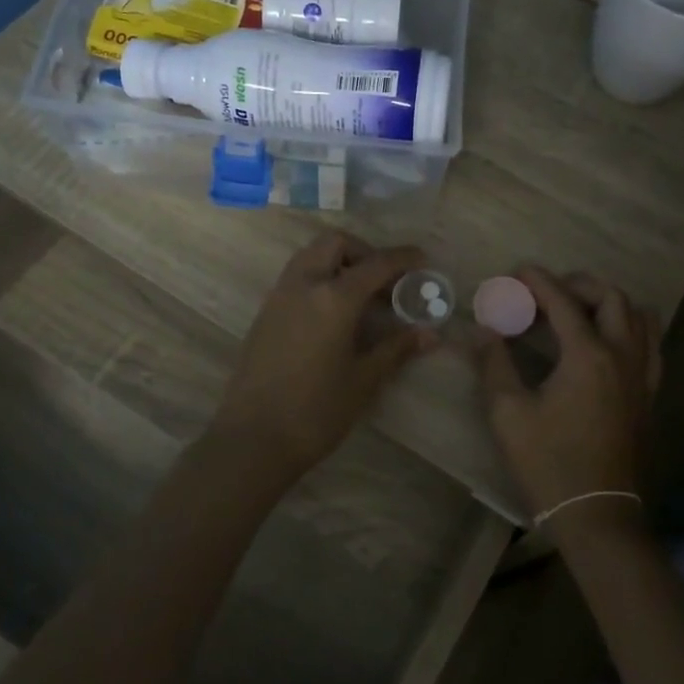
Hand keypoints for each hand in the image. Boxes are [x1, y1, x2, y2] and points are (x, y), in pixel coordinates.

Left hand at [211, 232, 434, 479]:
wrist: (253, 439)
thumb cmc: (316, 410)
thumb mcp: (364, 379)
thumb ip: (397, 348)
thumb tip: (430, 333)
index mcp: (333, 298)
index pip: (376, 264)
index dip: (402, 258)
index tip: (422, 259)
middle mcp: (303, 285)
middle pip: (334, 244)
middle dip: (364, 252)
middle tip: (384, 280)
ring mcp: (279, 297)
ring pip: (310, 256)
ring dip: (338, 262)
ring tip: (361, 296)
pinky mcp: (264, 314)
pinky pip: (296, 278)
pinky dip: (319, 278)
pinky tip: (333, 315)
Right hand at [475, 267, 661, 522]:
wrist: (597, 515)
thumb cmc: (548, 464)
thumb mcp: (508, 414)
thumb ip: (494, 364)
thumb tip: (483, 331)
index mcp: (588, 356)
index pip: (563, 301)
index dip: (538, 281)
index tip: (517, 272)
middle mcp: (623, 356)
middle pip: (611, 298)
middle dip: (578, 284)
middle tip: (547, 292)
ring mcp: (642, 376)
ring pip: (639, 317)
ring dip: (609, 302)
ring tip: (579, 310)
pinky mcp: (648, 395)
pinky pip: (650, 345)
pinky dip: (630, 328)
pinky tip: (607, 342)